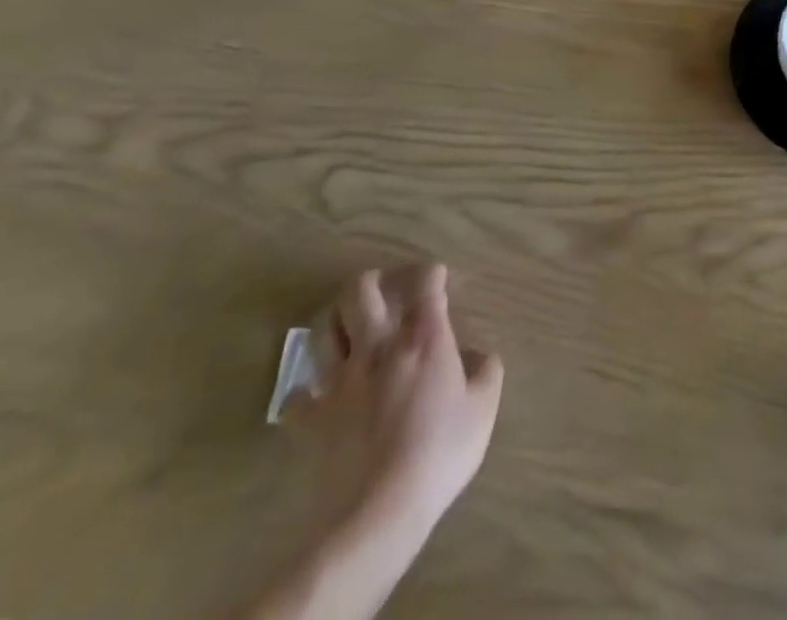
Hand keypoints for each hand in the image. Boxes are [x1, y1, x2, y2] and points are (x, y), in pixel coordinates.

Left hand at [292, 265, 504, 541]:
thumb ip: (486, 371)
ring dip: (336, 322)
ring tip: (349, 329)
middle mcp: (379, 346)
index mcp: (424, 337)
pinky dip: (309, 391)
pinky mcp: (312, 418)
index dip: (433, 273)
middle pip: (360, 291)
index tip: (438, 279)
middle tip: (383, 290)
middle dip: (371, 282)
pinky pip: (300, 395)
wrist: (377, 514)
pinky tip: (320, 396)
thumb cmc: (439, 453)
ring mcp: (340, 381)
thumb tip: (478, 356)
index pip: (426, 282)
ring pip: (324, 330)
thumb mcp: (484, 409)